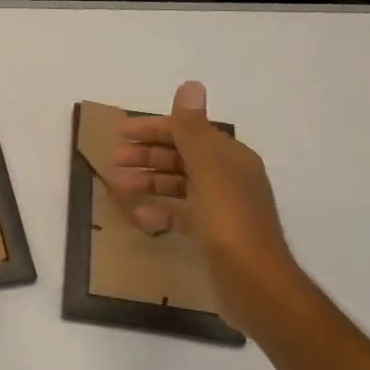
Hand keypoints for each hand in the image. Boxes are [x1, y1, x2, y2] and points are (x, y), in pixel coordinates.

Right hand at [111, 80, 306, 337]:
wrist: (256, 285)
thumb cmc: (229, 223)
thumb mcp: (208, 170)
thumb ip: (193, 129)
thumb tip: (191, 85)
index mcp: (230, 158)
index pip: (188, 131)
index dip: (155, 129)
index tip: (121, 132)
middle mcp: (228, 177)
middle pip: (181, 156)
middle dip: (147, 155)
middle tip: (114, 159)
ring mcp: (221, 207)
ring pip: (178, 184)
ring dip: (149, 180)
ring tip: (118, 185)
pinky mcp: (212, 234)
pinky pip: (181, 214)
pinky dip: (160, 211)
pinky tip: (140, 216)